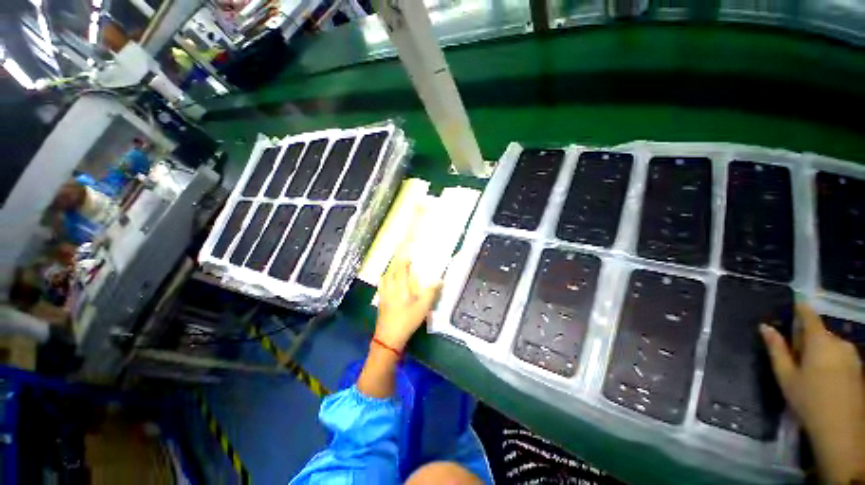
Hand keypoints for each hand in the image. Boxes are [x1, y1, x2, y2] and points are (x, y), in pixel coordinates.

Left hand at [375, 256, 441, 351]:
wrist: (388, 338)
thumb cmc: (407, 321)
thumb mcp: (423, 308)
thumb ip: (431, 293)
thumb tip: (439, 280)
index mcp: (400, 286)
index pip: (401, 267)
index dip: (404, 257)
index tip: (408, 250)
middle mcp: (390, 287)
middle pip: (391, 270)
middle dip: (397, 262)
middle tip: (404, 259)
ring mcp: (383, 294)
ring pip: (385, 277)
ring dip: (391, 271)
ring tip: (397, 270)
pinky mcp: (380, 301)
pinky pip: (382, 285)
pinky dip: (386, 280)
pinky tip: (390, 285)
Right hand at [760, 304, 864, 483]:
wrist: (841, 429)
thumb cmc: (808, 400)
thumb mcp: (786, 376)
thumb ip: (776, 349)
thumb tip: (765, 326)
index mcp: (820, 341)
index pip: (809, 315)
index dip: (800, 308)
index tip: (791, 305)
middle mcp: (839, 342)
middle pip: (820, 333)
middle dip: (807, 339)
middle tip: (794, 356)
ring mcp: (852, 355)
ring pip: (831, 345)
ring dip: (819, 351)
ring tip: (809, 371)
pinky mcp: (858, 367)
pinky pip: (840, 355)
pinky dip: (830, 360)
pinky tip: (824, 379)